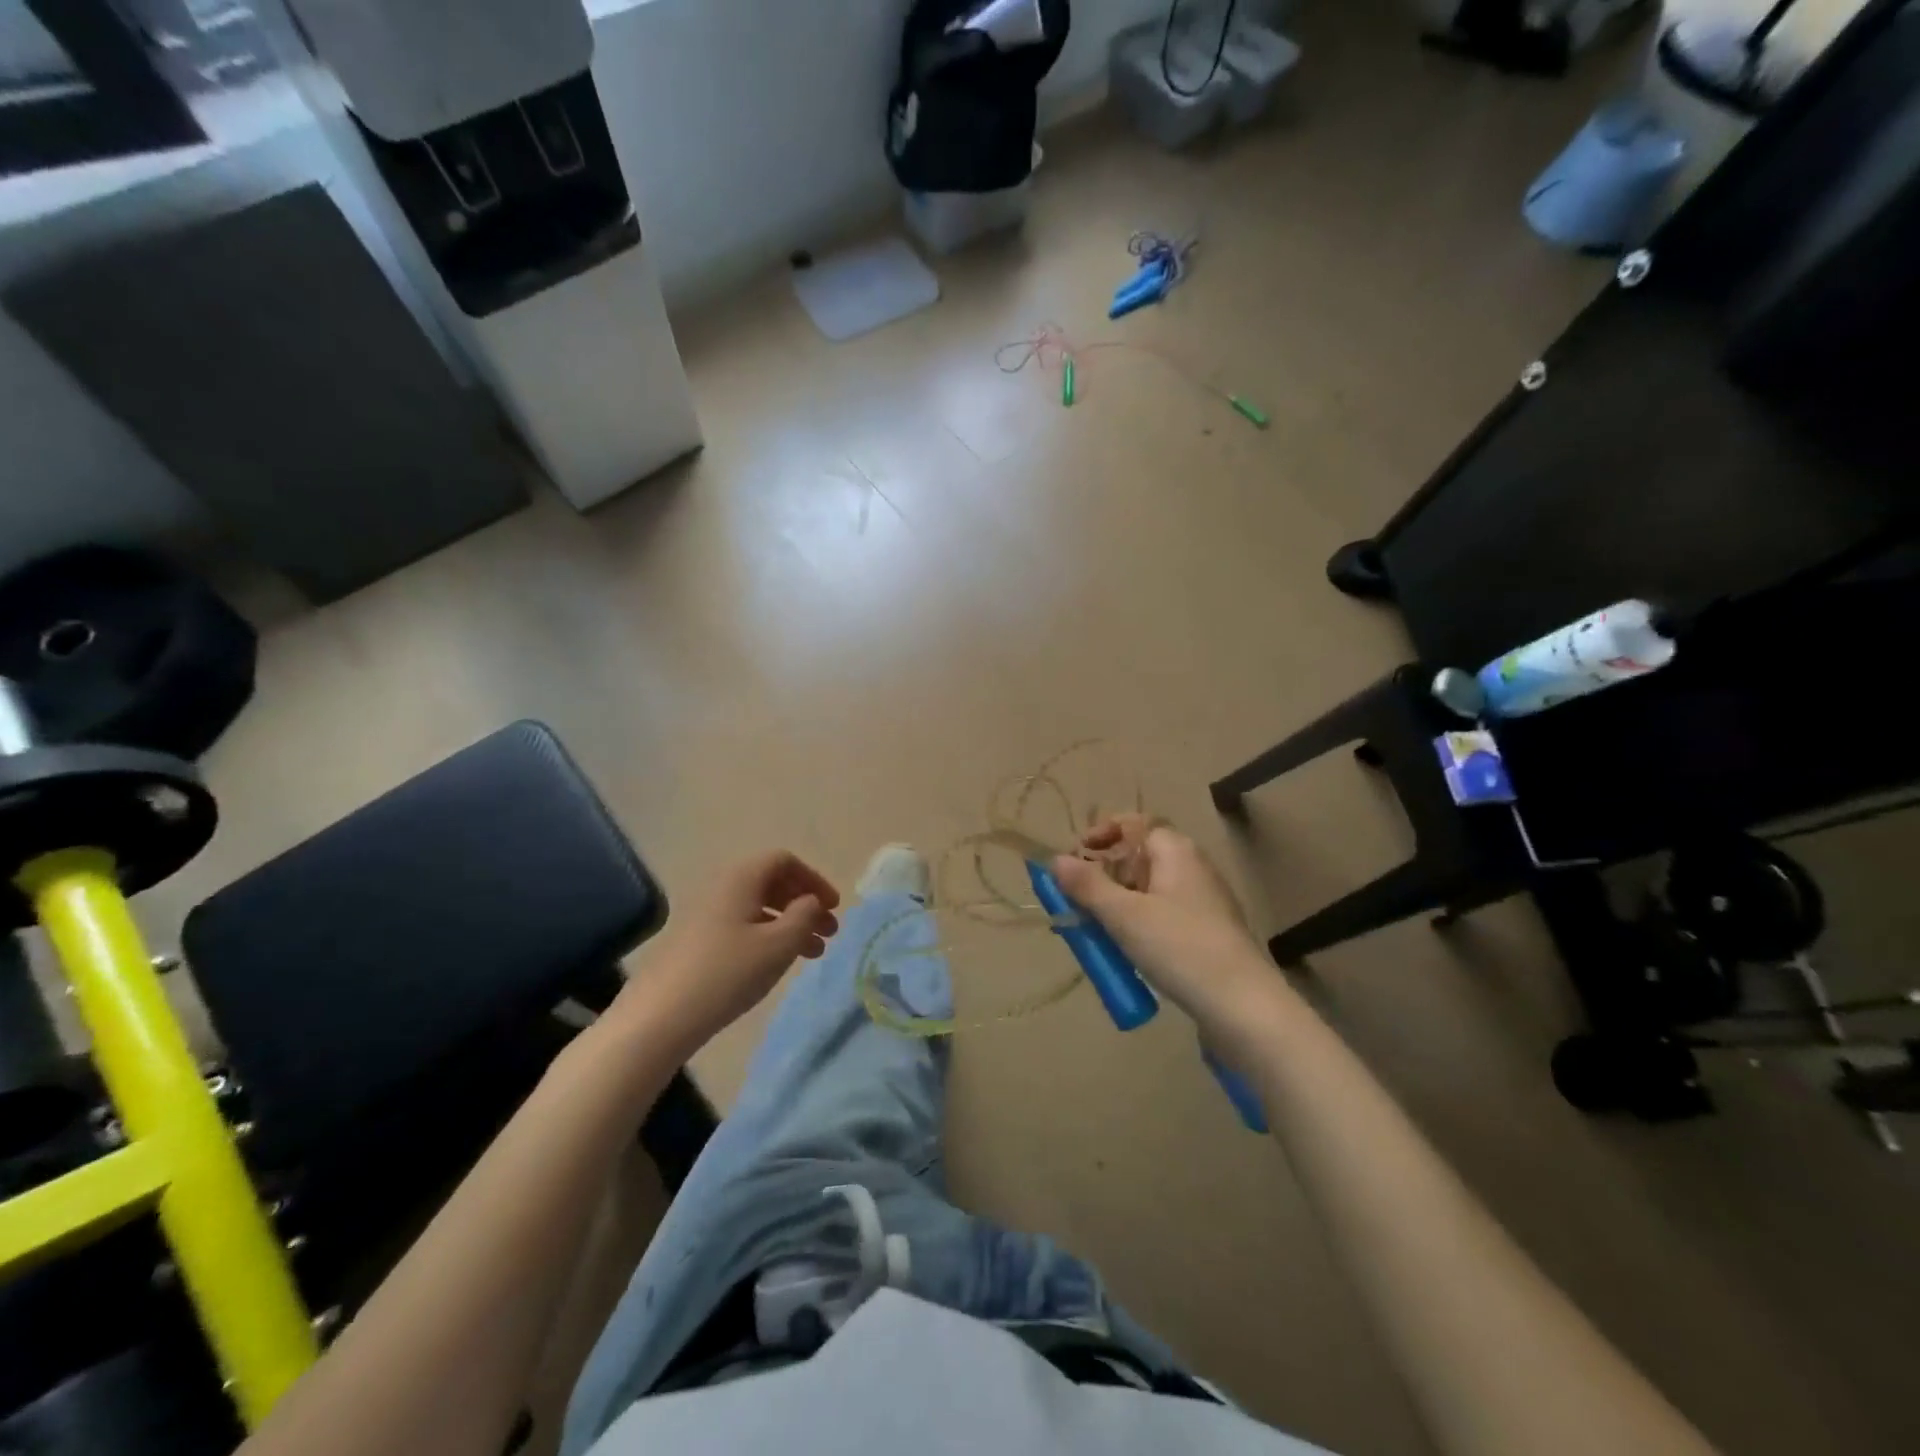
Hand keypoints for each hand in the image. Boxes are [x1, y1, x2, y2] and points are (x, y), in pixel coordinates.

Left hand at [622, 851, 840, 1049]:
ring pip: (759, 908)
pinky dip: (768, 937)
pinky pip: (742, 926)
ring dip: (790, 924)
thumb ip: (805, 916)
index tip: (833, 907)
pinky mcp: (696, 941)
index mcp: (741, 878)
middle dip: (805, 904)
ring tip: (813, 954)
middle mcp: (722, 887)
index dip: (814, 880)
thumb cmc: (727, 973)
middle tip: (828, 933)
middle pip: (772, 883)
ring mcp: (705, 915)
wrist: (658, 1017)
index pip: (784, 861)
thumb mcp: (779, 944)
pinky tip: (777, 964)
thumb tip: (811, 901)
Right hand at [1051, 816, 1266, 1025]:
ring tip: (1094, 934)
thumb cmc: (1180, 948)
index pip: (1133, 823)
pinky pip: (1161, 916)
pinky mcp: (1206, 932)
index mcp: (1175, 850)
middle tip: (1076, 903)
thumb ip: (1087, 885)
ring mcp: (1202, 901)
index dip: (1100, 834)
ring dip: (1116, 906)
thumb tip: (1056, 860)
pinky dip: (1138, 926)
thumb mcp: (1124, 915)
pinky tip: (1125, 953)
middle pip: (1137, 857)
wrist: (1244, 1006)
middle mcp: (1191, 866)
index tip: (1074, 859)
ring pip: (1147, 891)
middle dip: (1102, 877)